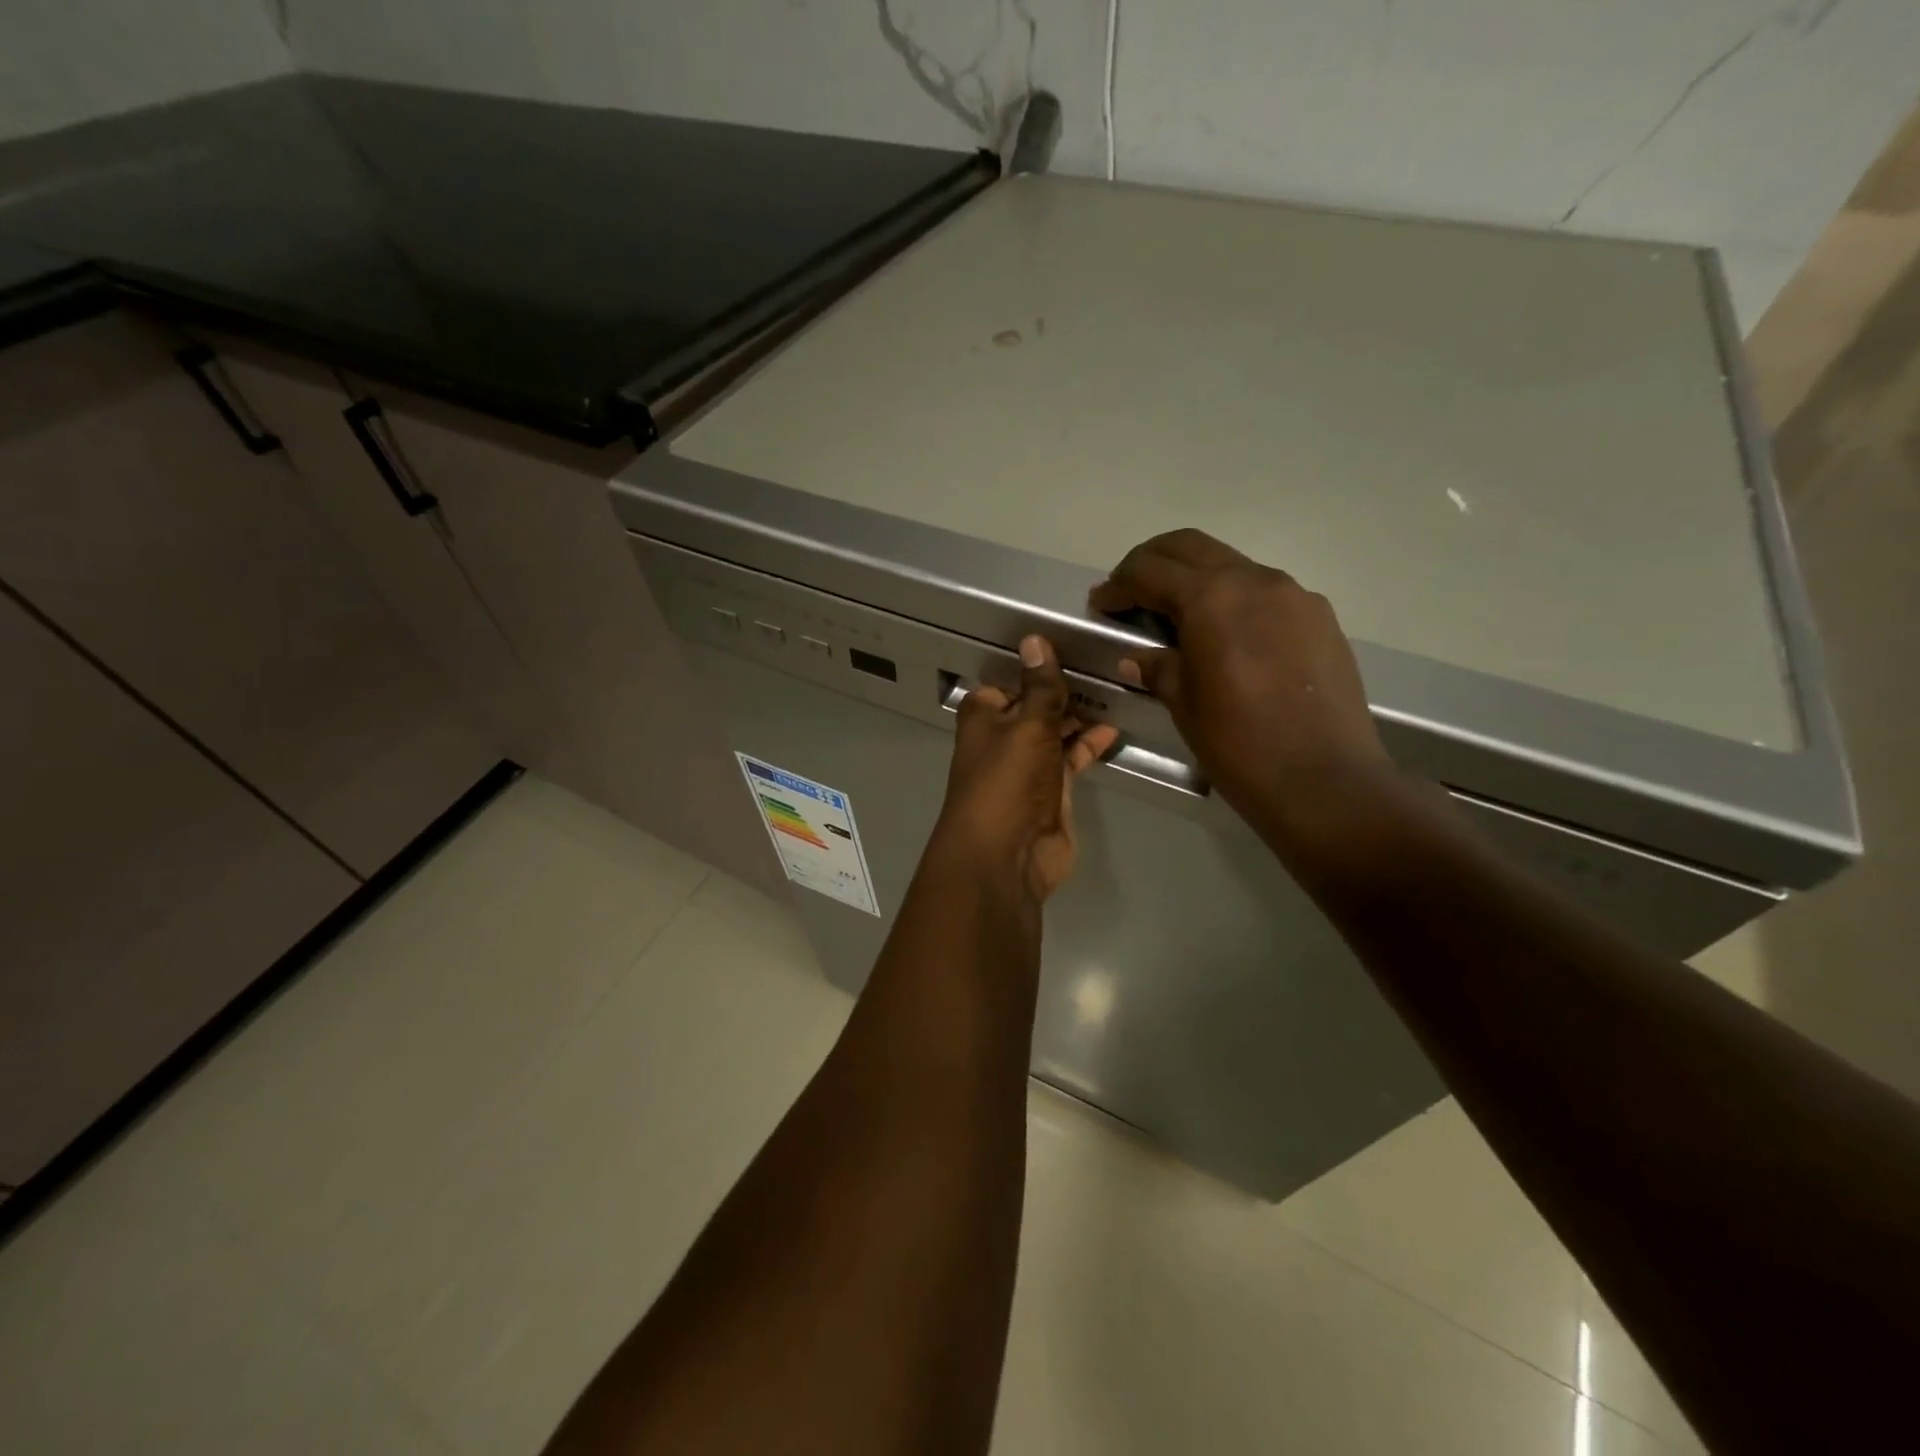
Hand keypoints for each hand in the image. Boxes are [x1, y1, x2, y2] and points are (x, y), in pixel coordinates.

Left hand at [932, 636, 1119, 901]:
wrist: (1007, 856)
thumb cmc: (1007, 782)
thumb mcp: (1027, 725)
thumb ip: (1040, 687)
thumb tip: (1035, 640)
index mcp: (983, 718)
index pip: (1007, 683)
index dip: (1033, 669)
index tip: (1068, 649)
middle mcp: (1002, 740)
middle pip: (1034, 707)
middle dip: (1062, 692)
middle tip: (1103, 667)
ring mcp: (1027, 768)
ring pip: (1055, 733)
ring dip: (1079, 717)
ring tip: (1115, 692)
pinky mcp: (1051, 792)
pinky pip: (1071, 759)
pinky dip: (1089, 745)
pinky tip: (1113, 729)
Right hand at [1088, 529, 1390, 822]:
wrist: (1324, 780)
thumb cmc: (1239, 743)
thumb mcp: (1184, 703)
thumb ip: (1158, 667)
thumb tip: (1136, 658)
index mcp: (1213, 597)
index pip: (1151, 570)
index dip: (1118, 585)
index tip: (1100, 604)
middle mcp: (1256, 580)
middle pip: (1191, 547)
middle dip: (1153, 562)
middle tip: (1130, 593)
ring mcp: (1295, 595)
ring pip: (1232, 566)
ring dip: (1196, 579)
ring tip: (1177, 617)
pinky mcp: (1320, 618)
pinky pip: (1265, 593)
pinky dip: (1234, 601)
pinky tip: (1227, 638)